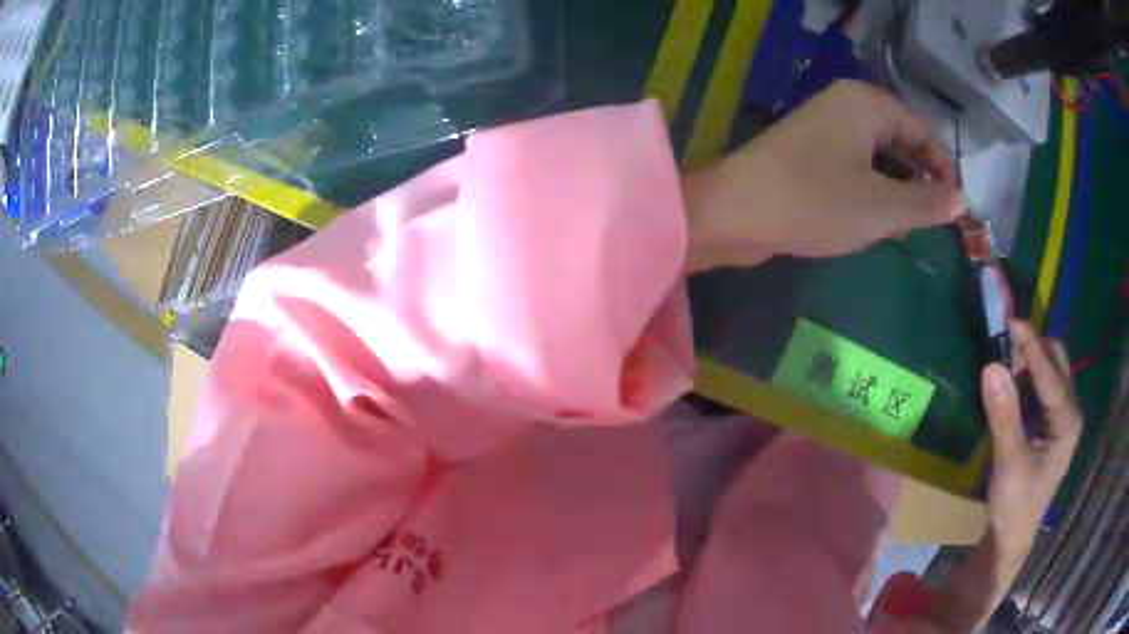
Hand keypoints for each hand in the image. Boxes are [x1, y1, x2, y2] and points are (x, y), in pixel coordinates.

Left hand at [683, 80, 966, 271]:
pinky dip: (871, 195)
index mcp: (867, 103)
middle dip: (918, 185)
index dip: (943, 171)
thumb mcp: (882, 207)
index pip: (922, 132)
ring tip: (900, 229)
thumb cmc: (816, 202)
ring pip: (880, 160)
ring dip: (895, 194)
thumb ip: (927, 202)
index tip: (956, 211)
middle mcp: (847, 107)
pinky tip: (874, 225)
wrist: (735, 212)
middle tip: (927, 225)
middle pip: (901, 144)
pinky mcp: (811, 154)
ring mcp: (826, 129)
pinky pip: (857, 170)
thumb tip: (962, 199)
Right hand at [928, 321, 1081, 632]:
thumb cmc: (1015, 506)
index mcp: (1068, 421)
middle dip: (1033, 348)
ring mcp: (1062, 416)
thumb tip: (991, 366)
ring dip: (1030, 359)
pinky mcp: (1051, 422)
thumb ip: (1003, 416)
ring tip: (1005, 361)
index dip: (1031, 347)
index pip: (1051, 373)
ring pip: (1050, 369)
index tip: (1008, 324)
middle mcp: (1070, 411)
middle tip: (1004, 346)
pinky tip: (1011, 382)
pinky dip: (1027, 375)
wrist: (1011, 538)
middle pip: (1057, 361)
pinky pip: (1042, 384)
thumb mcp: (1009, 464)